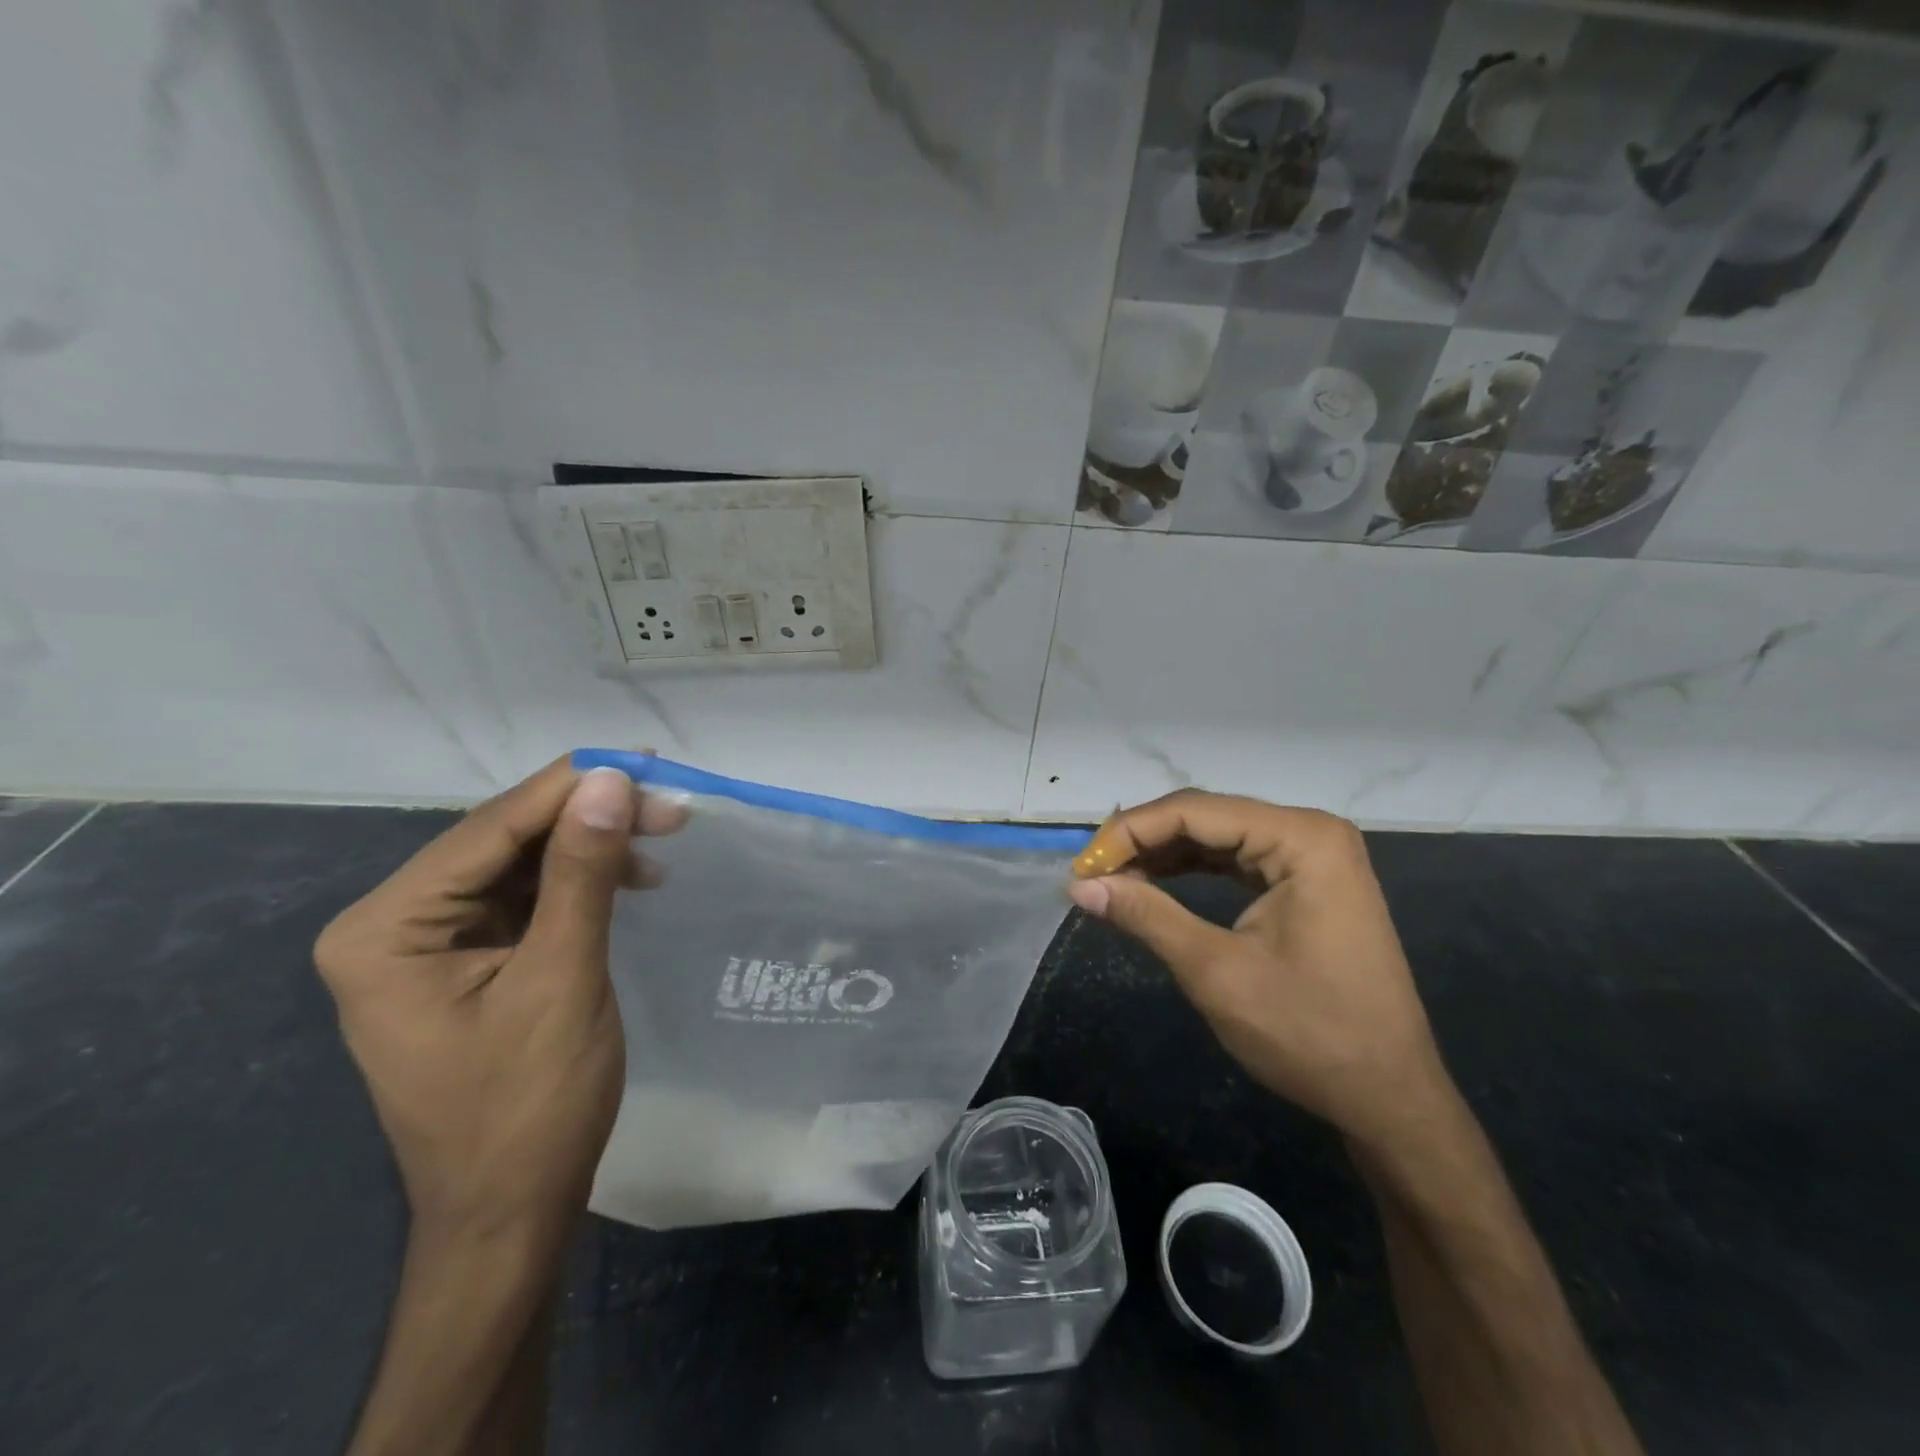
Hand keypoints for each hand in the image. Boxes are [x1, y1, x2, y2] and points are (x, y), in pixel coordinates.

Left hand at [315, 758, 684, 1235]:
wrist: (511, 1212)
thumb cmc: (529, 1105)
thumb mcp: (562, 979)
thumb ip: (581, 874)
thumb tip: (610, 781)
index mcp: (385, 930)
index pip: (489, 829)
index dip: (571, 788)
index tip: (648, 761)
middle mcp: (392, 925)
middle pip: (503, 840)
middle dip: (588, 816)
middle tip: (669, 804)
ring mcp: (429, 944)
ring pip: (521, 863)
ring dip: (592, 845)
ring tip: (662, 836)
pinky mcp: (468, 960)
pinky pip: (527, 897)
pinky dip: (581, 881)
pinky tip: (629, 876)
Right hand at [1069, 790, 1446, 1147]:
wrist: (1390, 1097)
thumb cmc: (1309, 1033)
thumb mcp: (1216, 972)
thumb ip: (1147, 916)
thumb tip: (1080, 885)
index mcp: (1301, 838)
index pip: (1194, 811)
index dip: (1129, 832)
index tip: (1083, 866)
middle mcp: (1310, 831)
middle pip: (1206, 816)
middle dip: (1143, 841)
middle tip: (1091, 873)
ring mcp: (1313, 855)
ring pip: (1218, 836)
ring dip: (1163, 855)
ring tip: (1112, 879)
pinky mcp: (1307, 881)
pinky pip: (1237, 860)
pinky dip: (1192, 871)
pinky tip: (1153, 883)